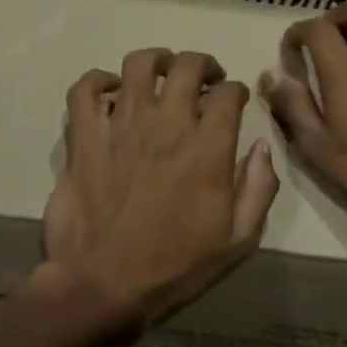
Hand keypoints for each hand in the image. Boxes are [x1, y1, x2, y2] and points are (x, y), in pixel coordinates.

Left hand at [40, 48, 279, 338]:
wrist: (104, 285)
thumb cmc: (175, 266)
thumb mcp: (238, 240)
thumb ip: (259, 188)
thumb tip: (262, 146)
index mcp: (207, 147)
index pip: (228, 93)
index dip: (236, 90)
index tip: (234, 100)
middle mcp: (166, 124)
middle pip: (187, 66)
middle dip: (202, 64)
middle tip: (204, 78)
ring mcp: (121, 126)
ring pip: (138, 64)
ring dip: (155, 60)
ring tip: (160, 73)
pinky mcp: (85, 137)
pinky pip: (84, 90)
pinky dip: (96, 81)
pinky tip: (108, 91)